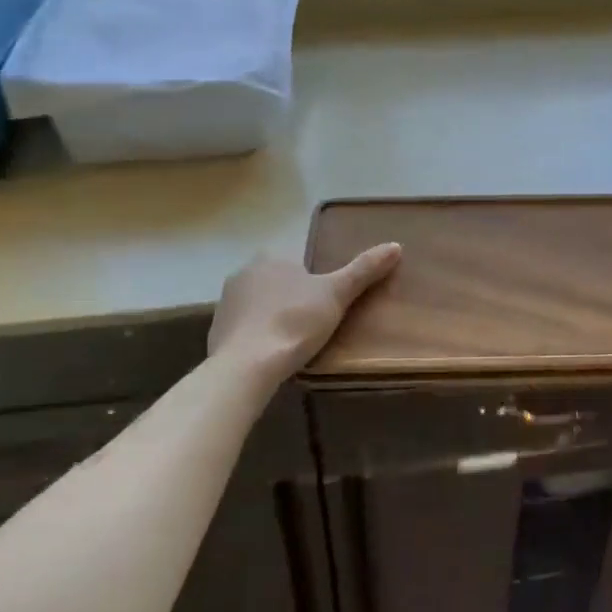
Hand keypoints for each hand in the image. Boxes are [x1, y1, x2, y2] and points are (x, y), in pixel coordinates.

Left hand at [208, 244, 401, 381]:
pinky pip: (243, 329)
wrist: (247, 365)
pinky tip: (270, 355)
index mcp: (270, 257)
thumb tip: (396, 245)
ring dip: (272, 318)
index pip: (296, 263)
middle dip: (291, 299)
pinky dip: (257, 338)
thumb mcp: (337, 294)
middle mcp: (243, 273)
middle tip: (313, 324)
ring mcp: (225, 303)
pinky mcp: (216, 332)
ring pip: (258, 305)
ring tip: (294, 343)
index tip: (324, 304)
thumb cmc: (295, 322)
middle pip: (276, 283)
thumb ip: (364, 269)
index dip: (312, 282)